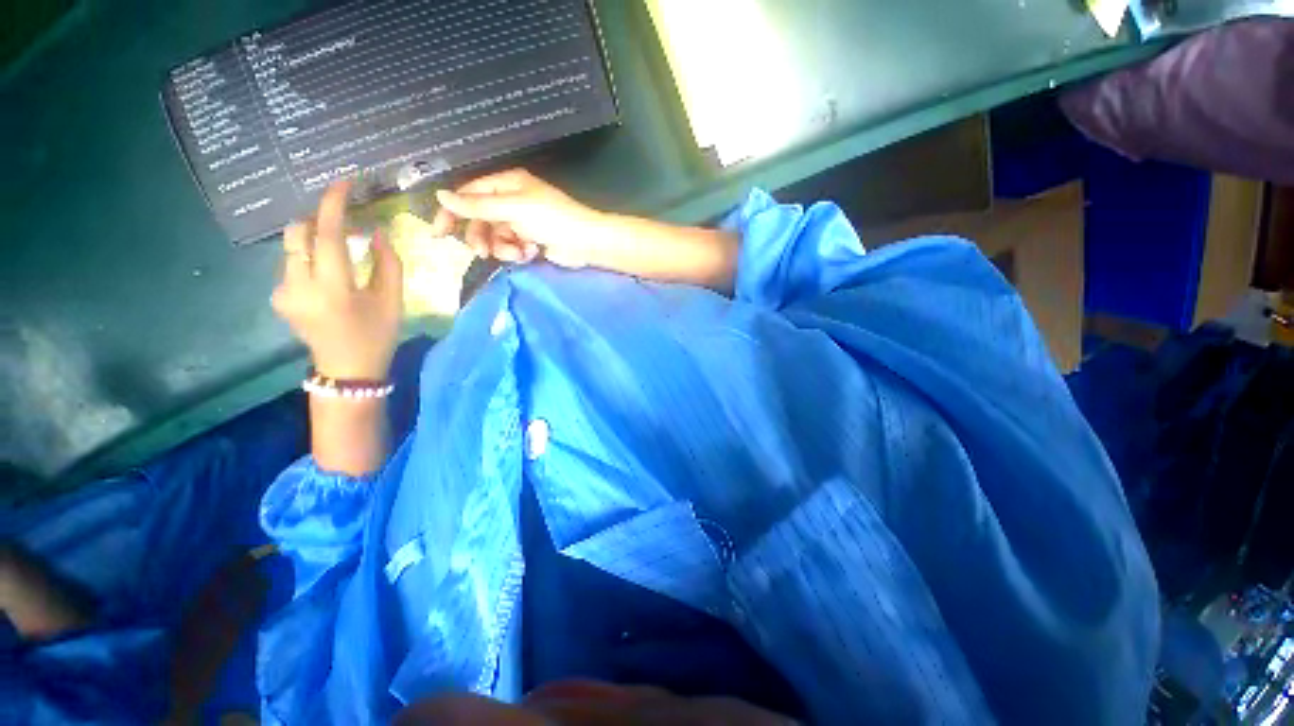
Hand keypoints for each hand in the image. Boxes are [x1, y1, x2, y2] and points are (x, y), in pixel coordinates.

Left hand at [271, 181, 402, 379]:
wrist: (347, 370)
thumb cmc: (377, 335)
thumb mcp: (393, 301)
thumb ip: (387, 263)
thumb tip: (375, 232)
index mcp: (333, 287)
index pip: (326, 233)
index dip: (333, 204)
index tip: (343, 182)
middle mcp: (299, 284)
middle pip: (297, 232)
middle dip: (318, 219)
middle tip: (343, 220)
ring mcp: (283, 291)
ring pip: (292, 246)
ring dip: (314, 238)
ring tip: (338, 249)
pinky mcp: (278, 297)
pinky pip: (290, 263)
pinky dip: (309, 257)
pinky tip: (327, 274)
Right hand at [430, 168, 602, 267]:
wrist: (585, 243)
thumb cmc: (552, 219)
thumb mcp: (513, 209)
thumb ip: (477, 206)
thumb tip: (440, 195)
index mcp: (506, 184)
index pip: (469, 194)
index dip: (452, 212)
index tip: (438, 233)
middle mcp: (511, 200)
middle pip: (480, 219)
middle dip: (481, 237)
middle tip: (482, 253)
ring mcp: (521, 222)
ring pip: (495, 237)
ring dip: (503, 248)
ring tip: (518, 253)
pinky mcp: (530, 241)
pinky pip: (511, 247)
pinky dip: (518, 252)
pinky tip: (531, 254)